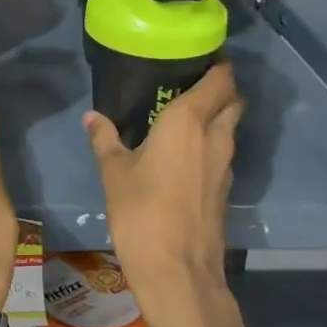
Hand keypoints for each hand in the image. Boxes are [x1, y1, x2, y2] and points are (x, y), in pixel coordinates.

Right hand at [84, 61, 242, 316]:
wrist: (178, 271)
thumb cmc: (142, 212)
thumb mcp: (114, 172)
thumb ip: (105, 139)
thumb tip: (92, 117)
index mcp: (189, 121)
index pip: (221, 79)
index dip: (218, 64)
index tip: (198, 56)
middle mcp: (215, 136)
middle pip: (233, 100)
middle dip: (220, 88)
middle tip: (189, 84)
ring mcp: (226, 165)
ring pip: (231, 127)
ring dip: (217, 116)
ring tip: (184, 115)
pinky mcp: (225, 189)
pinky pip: (224, 151)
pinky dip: (212, 143)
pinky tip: (186, 152)